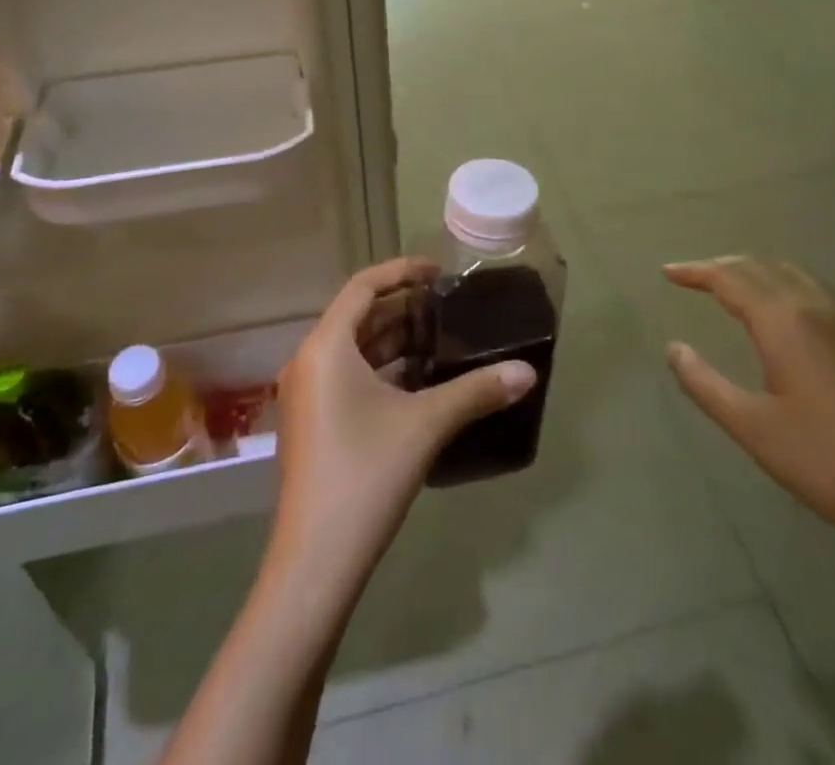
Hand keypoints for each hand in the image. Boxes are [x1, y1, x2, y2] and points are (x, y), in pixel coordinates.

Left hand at [270, 257, 536, 590]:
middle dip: (403, 308)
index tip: (438, 272)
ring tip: (440, 338)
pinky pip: (347, 376)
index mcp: (326, 346)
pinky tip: (417, 381)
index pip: (363, 286)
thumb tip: (527, 371)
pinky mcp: (312, 423)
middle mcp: (309, 360)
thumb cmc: (365, 475)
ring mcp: (307, 394)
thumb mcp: (425, 425)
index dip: (401, 272)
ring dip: (394, 340)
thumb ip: (476, 392)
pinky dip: (381, 369)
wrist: (315, 563)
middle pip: (358, 316)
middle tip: (448, 307)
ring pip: (353, 349)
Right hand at [663, 256, 834, 567]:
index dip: (695, 271)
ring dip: (763, 276)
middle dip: (726, 266)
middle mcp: (822, 309)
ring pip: (801, 278)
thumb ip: (704, 382)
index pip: (730, 277)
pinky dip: (800, 296)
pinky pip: (832, 301)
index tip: (668, 273)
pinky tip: (800, 325)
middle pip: (765, 267)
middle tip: (698, 278)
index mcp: (785, 323)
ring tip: (741, 292)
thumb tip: (674, 348)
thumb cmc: (827, 464)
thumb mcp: (752, 428)